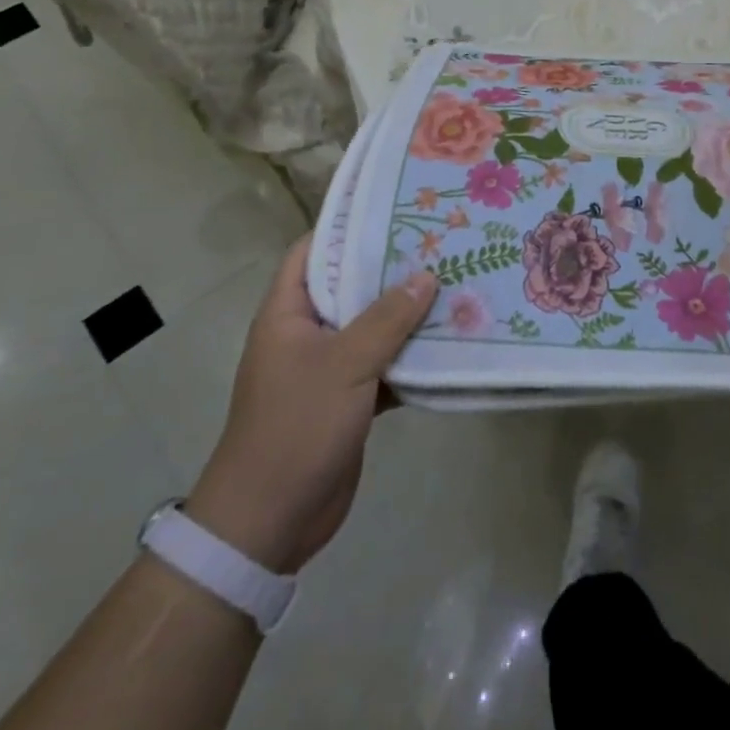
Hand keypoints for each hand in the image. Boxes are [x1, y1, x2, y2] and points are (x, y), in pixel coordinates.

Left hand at [186, 236, 436, 573]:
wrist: (271, 520)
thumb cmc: (296, 427)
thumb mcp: (344, 365)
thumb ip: (387, 318)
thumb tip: (427, 275)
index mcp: (288, 312)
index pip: (314, 251)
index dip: (349, 227)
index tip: (396, 209)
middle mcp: (308, 332)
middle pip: (352, 287)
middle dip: (393, 269)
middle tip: (443, 243)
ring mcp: (329, 367)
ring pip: (374, 327)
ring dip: (409, 314)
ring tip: (458, 283)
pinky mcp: (349, 399)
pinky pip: (385, 365)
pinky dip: (412, 357)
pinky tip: (452, 342)